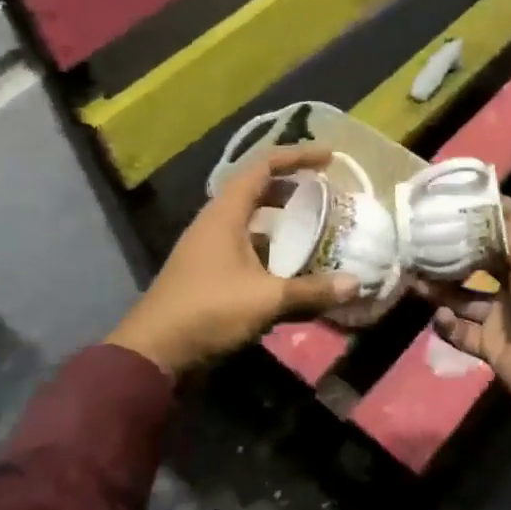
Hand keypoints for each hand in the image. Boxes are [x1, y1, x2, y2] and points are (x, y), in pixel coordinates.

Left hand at [107, 145, 359, 375]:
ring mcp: (209, 246)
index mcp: (225, 213)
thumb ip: (312, 290)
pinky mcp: (209, 270)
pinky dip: (271, 245)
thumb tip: (356, 284)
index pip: (264, 166)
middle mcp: (216, 221)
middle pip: (258, 188)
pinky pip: (246, 243)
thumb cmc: (208, 311)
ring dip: (282, 218)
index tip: (329, 159)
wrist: (154, 353)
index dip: (297, 156)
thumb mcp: (266, 300)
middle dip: (293, 187)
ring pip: (252, 219)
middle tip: (326, 194)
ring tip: (315, 226)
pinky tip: (292, 265)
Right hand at [417, 201, 510, 420]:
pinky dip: (447, 324)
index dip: (480, 210)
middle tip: (417, 239)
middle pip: (478, 259)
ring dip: (439, 285)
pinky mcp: (491, 345)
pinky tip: (441, 316)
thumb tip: (480, 205)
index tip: (448, 199)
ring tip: (413, 275)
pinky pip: (460, 331)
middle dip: (450, 250)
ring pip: (463, 294)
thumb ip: (507, 228)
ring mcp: (503, 314)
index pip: (505, 224)